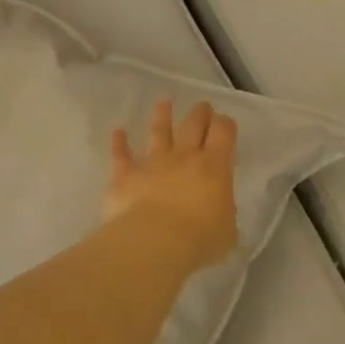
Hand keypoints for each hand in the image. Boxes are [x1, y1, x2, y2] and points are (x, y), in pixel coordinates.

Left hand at [105, 99, 239, 275]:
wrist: (154, 242)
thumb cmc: (199, 238)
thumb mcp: (227, 230)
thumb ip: (223, 214)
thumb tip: (217, 212)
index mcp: (215, 167)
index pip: (224, 133)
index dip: (225, 124)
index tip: (225, 123)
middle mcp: (184, 157)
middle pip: (193, 125)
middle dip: (199, 113)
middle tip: (202, 106)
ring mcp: (153, 163)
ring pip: (158, 132)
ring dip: (162, 116)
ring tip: (163, 101)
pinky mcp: (125, 175)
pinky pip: (121, 155)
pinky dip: (119, 143)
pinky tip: (117, 132)